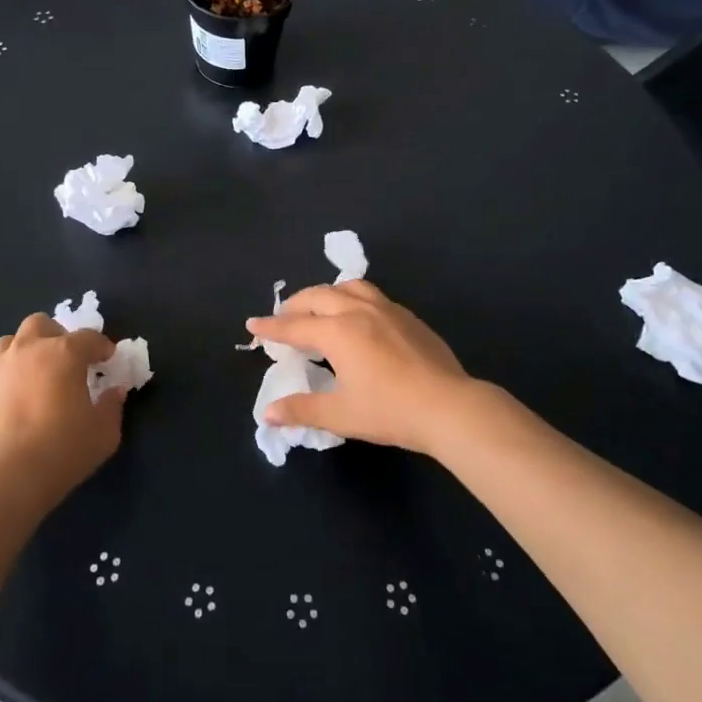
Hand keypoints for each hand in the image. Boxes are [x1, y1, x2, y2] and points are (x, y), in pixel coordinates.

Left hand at [0, 314, 123, 511]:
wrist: (3, 479)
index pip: (88, 337)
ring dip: (25, 353)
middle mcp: (27, 351)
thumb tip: (114, 392)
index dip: (102, 346)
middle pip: (40, 324)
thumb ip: (112, 407)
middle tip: (66, 362)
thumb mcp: (104, 434)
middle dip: (56, 336)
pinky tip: (11, 410)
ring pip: (9, 344)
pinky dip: (5, 384)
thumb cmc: (62, 451)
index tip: (107, 360)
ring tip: (34, 378)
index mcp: (63, 354)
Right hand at [246, 281, 477, 457]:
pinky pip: (370, 294)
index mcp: (338, 333)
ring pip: (347, 287)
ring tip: (318, 307)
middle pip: (318, 297)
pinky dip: (351, 297)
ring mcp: (386, 310)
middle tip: (282, 317)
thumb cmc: (390, 411)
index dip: (271, 327)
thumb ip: (302, 409)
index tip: (252, 324)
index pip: (294, 326)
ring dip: (325, 293)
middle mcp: (358, 311)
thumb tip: (268, 412)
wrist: (449, 406)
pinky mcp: (407, 316)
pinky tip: (357, 315)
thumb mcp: (341, 415)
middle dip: (295, 305)